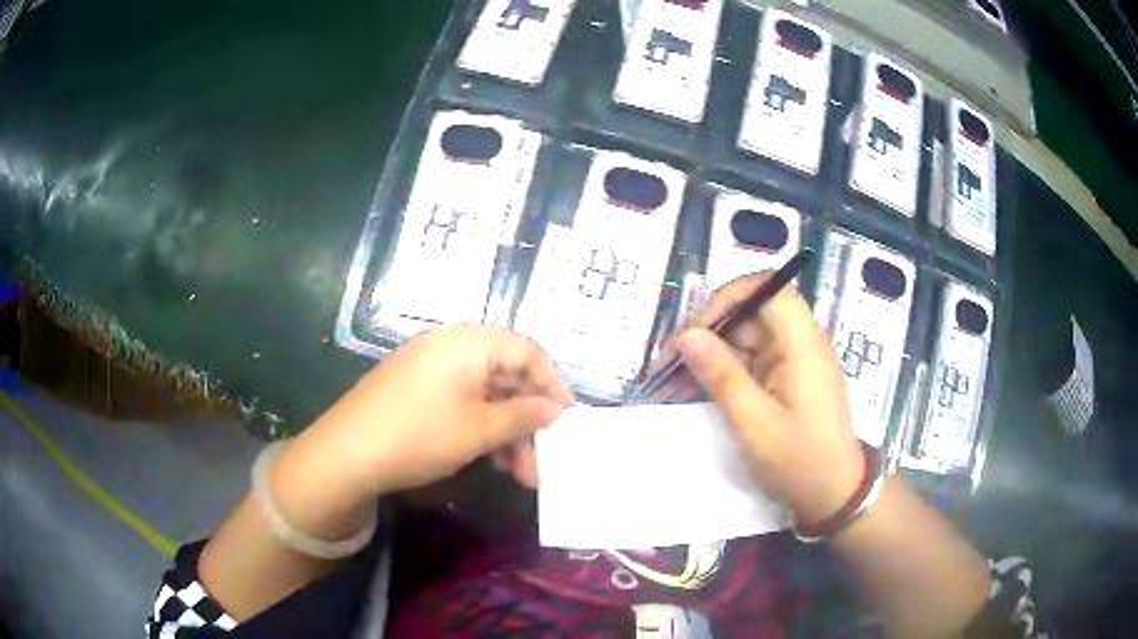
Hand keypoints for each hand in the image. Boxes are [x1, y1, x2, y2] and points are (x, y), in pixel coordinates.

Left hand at [280, 326, 573, 510]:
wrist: (346, 454)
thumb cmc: (419, 435)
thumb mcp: (479, 430)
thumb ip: (523, 415)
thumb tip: (555, 409)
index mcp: (468, 343)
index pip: (527, 351)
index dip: (552, 385)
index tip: (566, 421)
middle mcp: (451, 346)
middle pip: (507, 376)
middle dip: (528, 421)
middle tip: (542, 461)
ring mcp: (432, 368)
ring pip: (486, 394)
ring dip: (507, 431)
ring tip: (520, 474)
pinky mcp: (418, 389)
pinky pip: (463, 401)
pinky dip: (482, 427)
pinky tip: (492, 460)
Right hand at [673, 273, 864, 525]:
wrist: (833, 493)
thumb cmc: (798, 460)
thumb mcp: (754, 423)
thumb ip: (721, 375)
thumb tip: (686, 335)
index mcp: (802, 342)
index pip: (768, 288)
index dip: (730, 297)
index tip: (696, 329)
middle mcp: (801, 341)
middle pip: (754, 311)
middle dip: (712, 327)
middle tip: (674, 360)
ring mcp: (796, 359)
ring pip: (749, 335)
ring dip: (714, 351)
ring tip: (678, 378)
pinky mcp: (789, 377)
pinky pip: (753, 359)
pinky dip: (726, 369)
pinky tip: (700, 389)